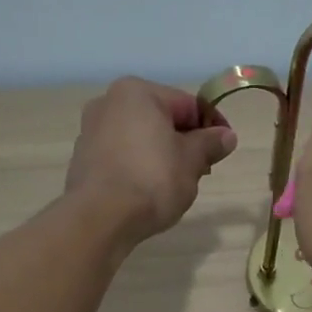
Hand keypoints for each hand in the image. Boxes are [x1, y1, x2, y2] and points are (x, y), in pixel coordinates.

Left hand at [65, 77, 237, 242]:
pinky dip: (140, 167)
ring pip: (141, 138)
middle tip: (203, 170)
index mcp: (137, 93)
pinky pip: (122, 156)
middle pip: (162, 119)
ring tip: (178, 184)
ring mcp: (91, 131)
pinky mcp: (83, 159)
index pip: (188, 104)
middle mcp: (108, 102)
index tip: (225, 149)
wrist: (101, 218)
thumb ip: (210, 143)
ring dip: (163, 155)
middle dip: (186, 142)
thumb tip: (227, 136)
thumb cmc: (153, 179)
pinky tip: (150, 190)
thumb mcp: (192, 160)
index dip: (212, 126)